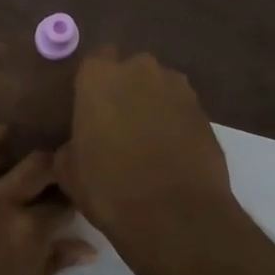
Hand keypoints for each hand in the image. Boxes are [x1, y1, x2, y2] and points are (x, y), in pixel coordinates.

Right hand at [55, 48, 239, 274]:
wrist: (173, 214)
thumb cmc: (108, 187)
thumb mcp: (69, 171)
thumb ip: (70, 145)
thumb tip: (77, 145)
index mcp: (99, 76)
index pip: (95, 60)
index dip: (93, 83)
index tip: (90, 106)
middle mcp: (141, 70)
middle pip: (131, 70)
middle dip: (126, 89)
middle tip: (118, 123)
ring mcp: (178, 88)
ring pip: (160, 87)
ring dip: (153, 105)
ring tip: (147, 140)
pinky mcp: (205, 112)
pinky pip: (182, 110)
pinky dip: (176, 123)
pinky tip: (170, 152)